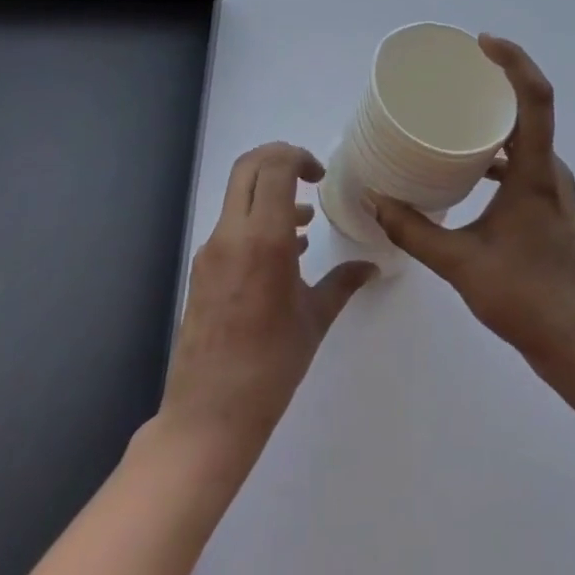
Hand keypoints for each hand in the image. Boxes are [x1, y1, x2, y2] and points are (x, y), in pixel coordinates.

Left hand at [158, 144, 375, 461]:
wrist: (208, 417)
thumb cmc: (270, 368)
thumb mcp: (314, 321)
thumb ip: (343, 283)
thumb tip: (371, 266)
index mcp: (263, 239)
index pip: (274, 168)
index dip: (298, 156)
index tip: (320, 175)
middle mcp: (232, 234)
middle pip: (249, 167)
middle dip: (280, 159)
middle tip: (309, 176)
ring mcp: (211, 251)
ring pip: (238, 195)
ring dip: (269, 193)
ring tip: (304, 224)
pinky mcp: (202, 269)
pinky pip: (231, 226)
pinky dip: (257, 221)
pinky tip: (283, 256)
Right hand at [371, 37, 574, 372]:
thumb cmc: (524, 298)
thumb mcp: (460, 265)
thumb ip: (415, 232)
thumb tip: (377, 201)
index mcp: (536, 174)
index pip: (536, 99)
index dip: (514, 62)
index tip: (483, 43)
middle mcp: (552, 171)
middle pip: (531, 109)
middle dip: (497, 81)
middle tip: (458, 70)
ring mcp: (555, 188)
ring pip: (527, 137)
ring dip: (497, 118)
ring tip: (456, 111)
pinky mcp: (551, 204)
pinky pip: (526, 159)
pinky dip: (499, 150)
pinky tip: (469, 165)